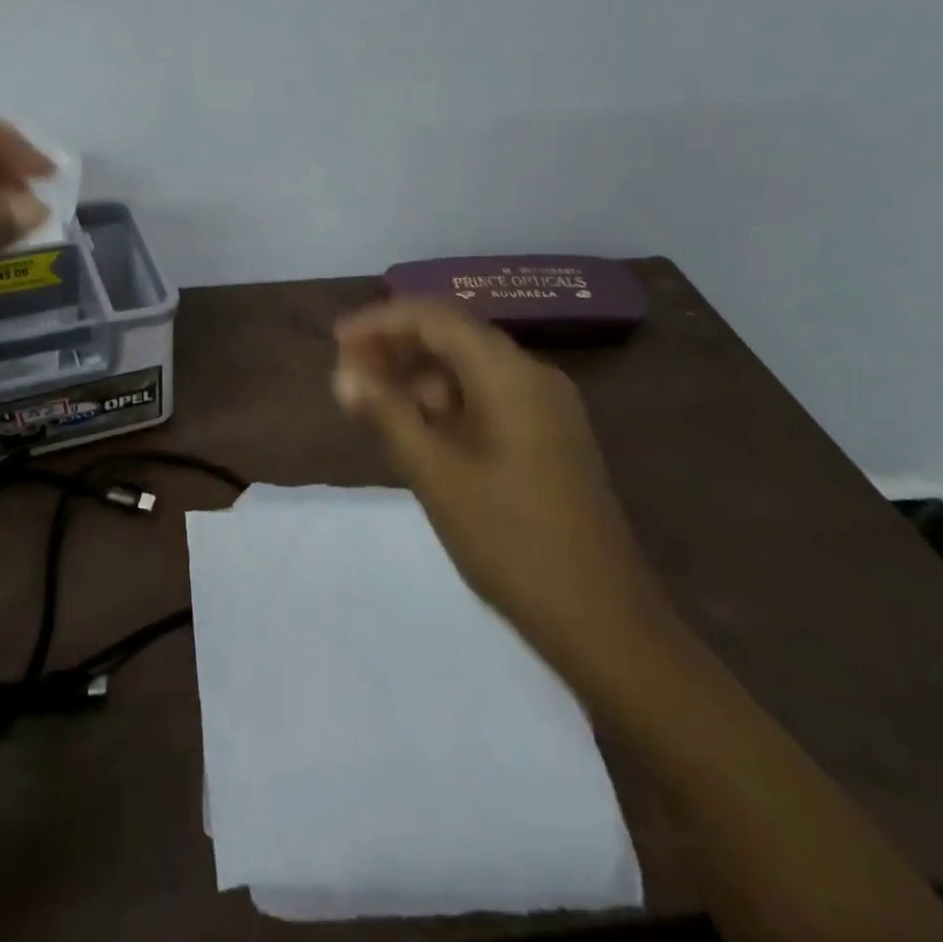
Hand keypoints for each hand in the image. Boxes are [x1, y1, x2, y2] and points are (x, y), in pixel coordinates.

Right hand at [332, 300, 673, 675]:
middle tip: (349, 375)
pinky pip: (488, 399)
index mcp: (510, 375)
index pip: (435, 318)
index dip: (381, 322)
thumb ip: (387, 415)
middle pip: (454, 337)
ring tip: (374, 406)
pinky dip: (446, 404)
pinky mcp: (549, 439)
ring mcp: (547, 409)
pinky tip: (417, 432)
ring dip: (419, 377)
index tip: (337, 342)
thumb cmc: (511, 542)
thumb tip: (343, 375)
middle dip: (397, 348)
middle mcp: (533, 377)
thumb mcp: (436, 475)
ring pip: (470, 369)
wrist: (605, 623)